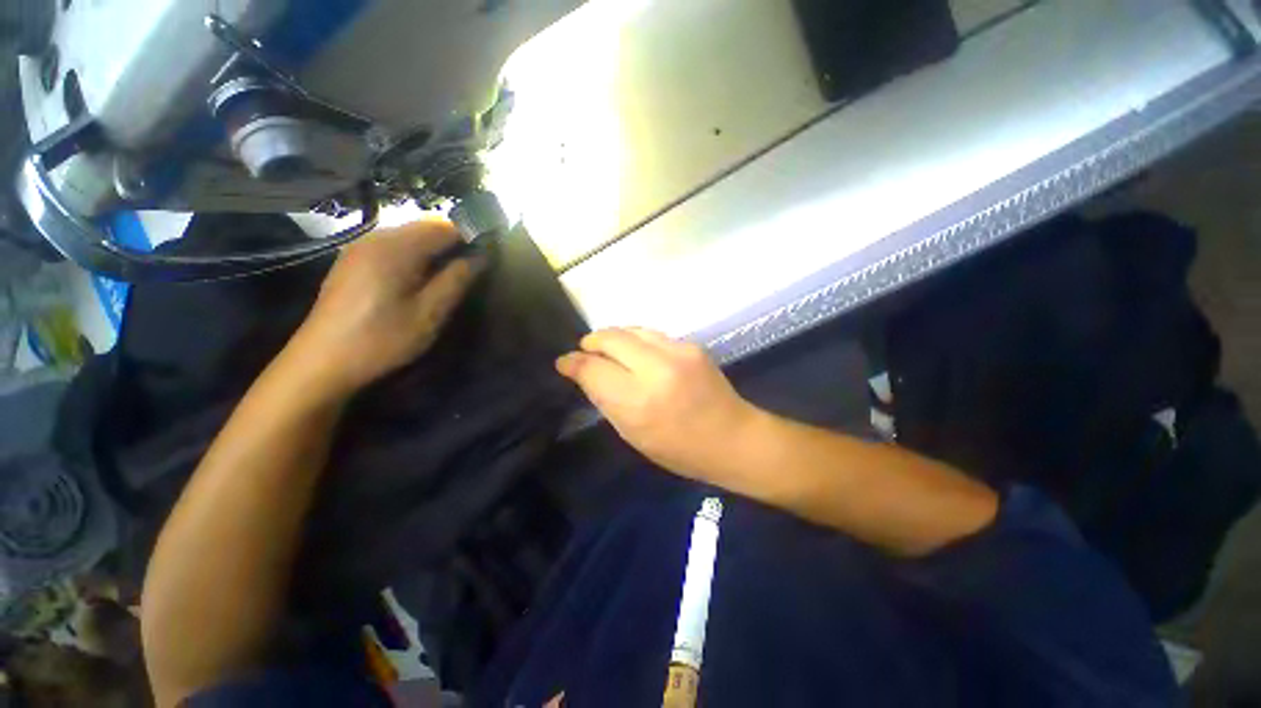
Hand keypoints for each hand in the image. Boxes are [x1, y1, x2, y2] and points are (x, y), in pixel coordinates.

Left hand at [287, 220, 477, 395]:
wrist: (322, 362)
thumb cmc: (382, 338)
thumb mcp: (430, 313)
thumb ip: (457, 280)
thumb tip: (481, 257)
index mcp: (396, 248)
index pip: (445, 226)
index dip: (471, 236)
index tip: (489, 256)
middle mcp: (376, 238)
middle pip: (426, 227)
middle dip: (453, 243)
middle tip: (472, 270)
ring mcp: (360, 248)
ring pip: (410, 236)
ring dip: (435, 250)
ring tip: (449, 276)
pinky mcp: (352, 261)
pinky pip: (393, 246)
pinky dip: (415, 255)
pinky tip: (419, 279)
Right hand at [557, 328, 758, 480]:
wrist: (732, 437)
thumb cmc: (678, 448)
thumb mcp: (632, 433)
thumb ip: (604, 398)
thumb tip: (581, 370)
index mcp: (638, 401)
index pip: (593, 368)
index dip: (573, 363)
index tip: (564, 362)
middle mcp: (657, 368)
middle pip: (610, 338)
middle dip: (591, 341)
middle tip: (585, 351)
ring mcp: (678, 351)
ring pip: (631, 329)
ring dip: (614, 337)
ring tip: (608, 349)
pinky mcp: (691, 345)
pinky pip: (652, 335)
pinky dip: (637, 341)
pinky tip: (637, 353)